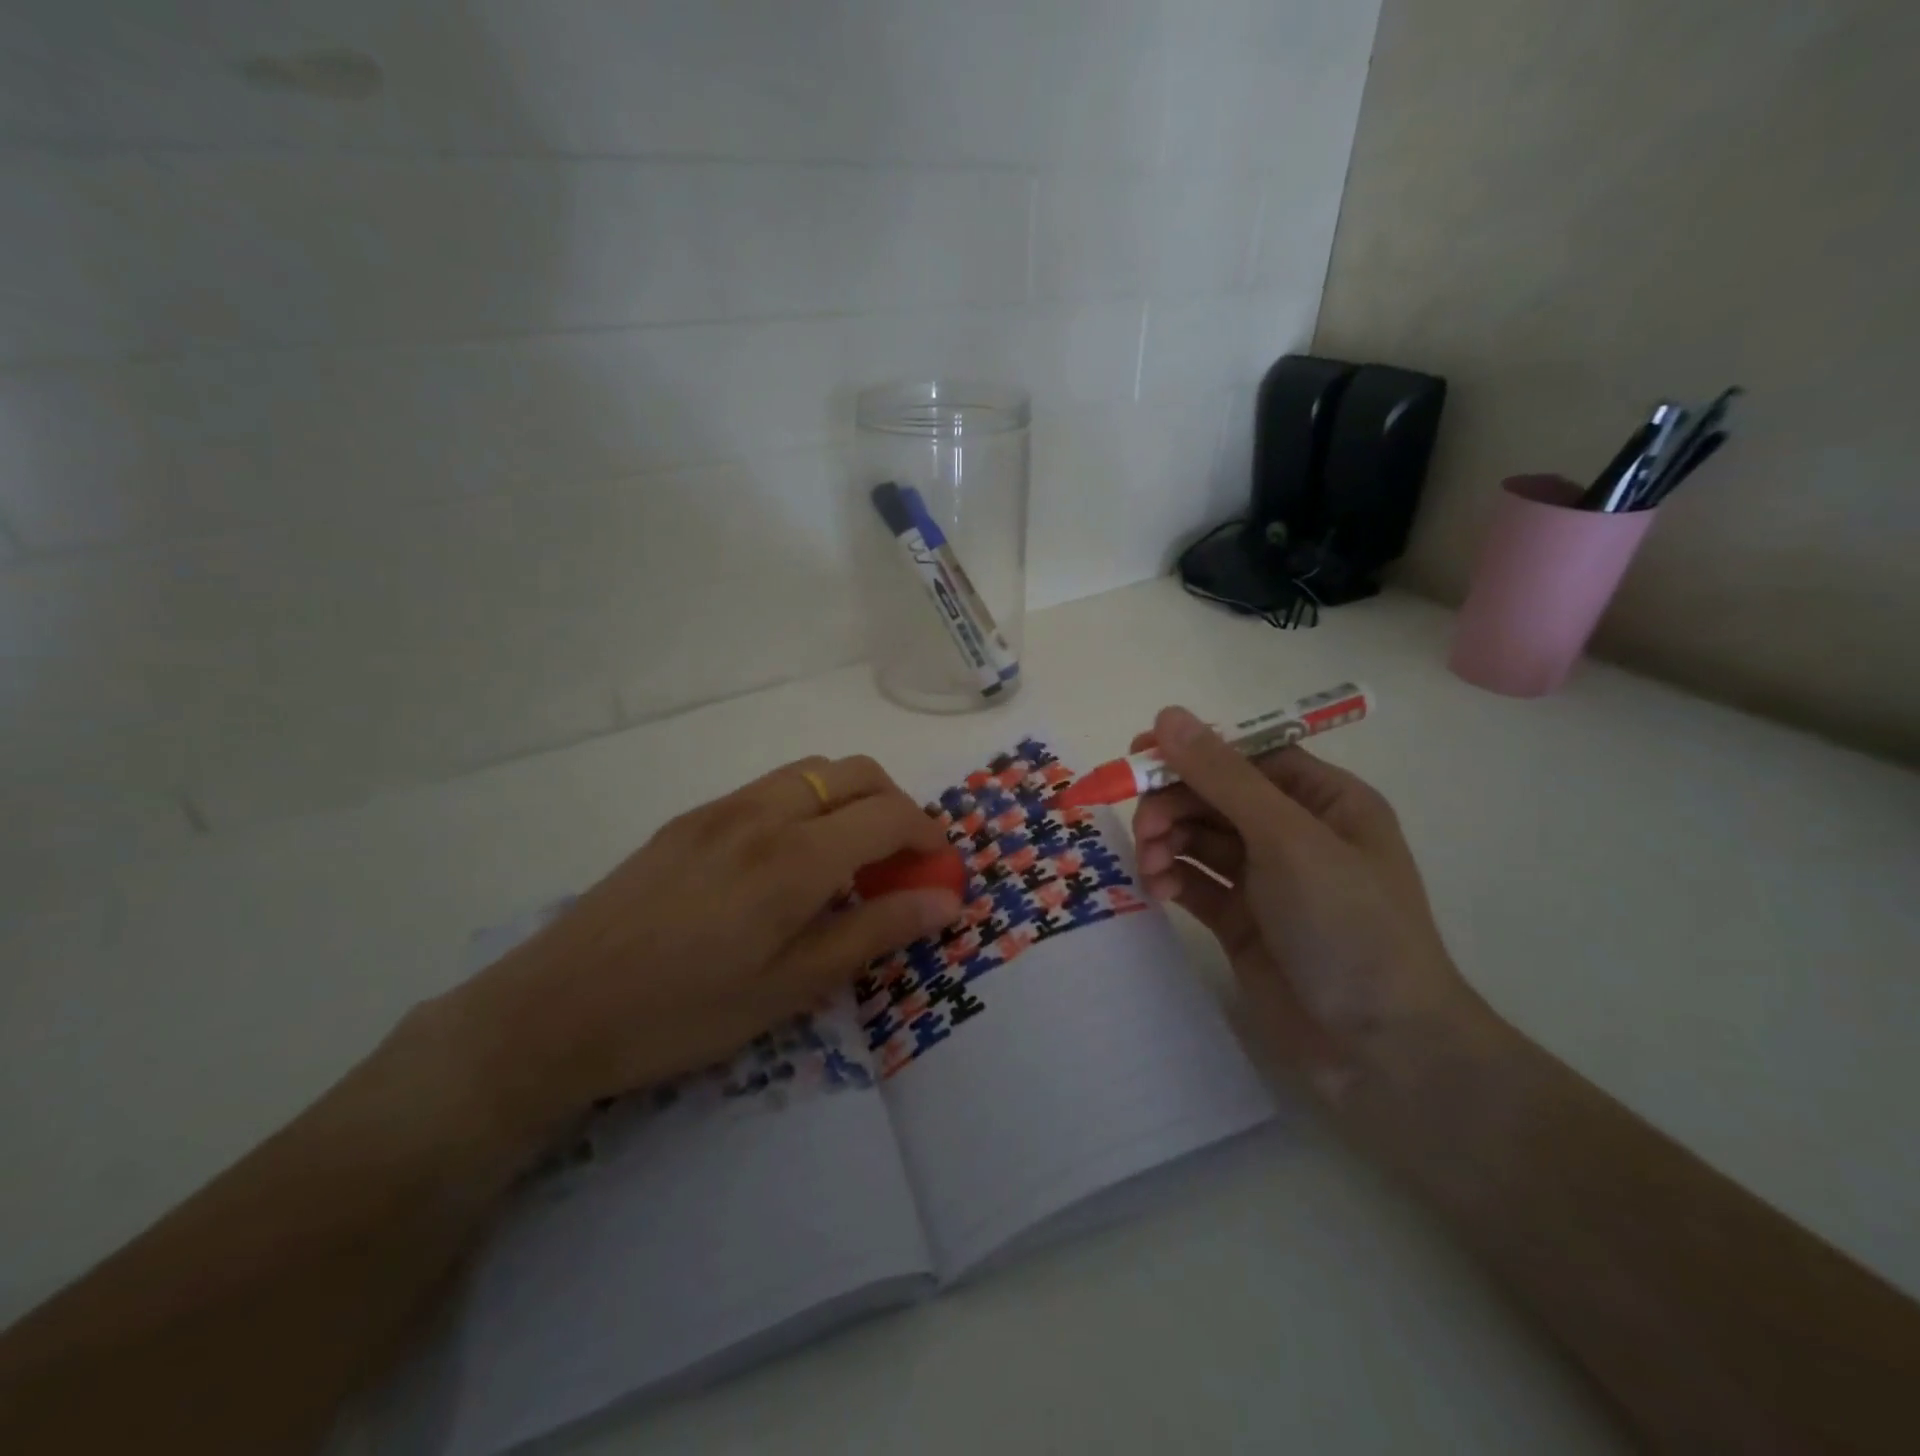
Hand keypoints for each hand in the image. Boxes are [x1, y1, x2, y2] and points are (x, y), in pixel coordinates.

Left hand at [453, 755, 958, 1139]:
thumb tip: (944, 900)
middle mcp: (762, 813)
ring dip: (849, 799)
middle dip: (895, 805)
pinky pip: (768, 789)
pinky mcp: (688, 820)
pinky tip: (786, 862)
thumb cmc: (683, 1013)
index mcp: (794, 857)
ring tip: (847, 858)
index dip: (928, 837)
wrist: (554, 1011)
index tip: (939, 872)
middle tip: (899, 862)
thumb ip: (873, 933)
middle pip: (854, 772)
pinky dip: (805, 805)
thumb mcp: (790, 988)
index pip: (889, 815)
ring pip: (810, 772)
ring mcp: (720, 810)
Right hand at [1129, 706, 1491, 1100]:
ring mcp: (1266, 879)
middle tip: (1145, 827)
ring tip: (1151, 865)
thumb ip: (1224, 777)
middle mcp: (1294, 832)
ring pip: (1198, 838)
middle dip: (1174, 804)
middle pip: (1215, 796)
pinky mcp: (1241, 920)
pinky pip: (1195, 882)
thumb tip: (1168, 715)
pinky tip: (1158, 890)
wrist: (1380, 1048)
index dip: (1195, 751)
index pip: (1248, 756)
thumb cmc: (1348, 925)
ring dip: (1167, 841)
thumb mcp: (1287, 839)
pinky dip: (1172, 878)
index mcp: (1324, 800)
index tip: (1140, 757)